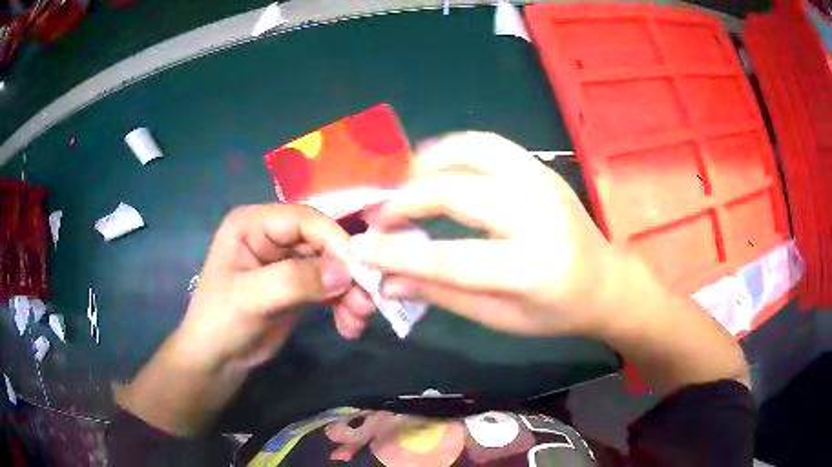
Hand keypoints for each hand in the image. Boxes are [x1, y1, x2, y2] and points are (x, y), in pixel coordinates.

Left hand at [176, 204, 357, 371]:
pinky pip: (330, 287)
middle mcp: (273, 236)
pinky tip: (349, 326)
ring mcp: (287, 261)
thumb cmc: (220, 322)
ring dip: (350, 292)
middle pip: (323, 243)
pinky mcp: (298, 286)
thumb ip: (295, 280)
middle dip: (347, 272)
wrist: (216, 361)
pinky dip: (343, 304)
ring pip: (331, 266)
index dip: (334, 240)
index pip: (304, 219)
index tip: (359, 272)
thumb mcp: (251, 298)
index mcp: (254, 224)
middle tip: (366, 302)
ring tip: (358, 320)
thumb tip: (346, 272)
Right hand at [349, 132, 631, 337]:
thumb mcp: (499, 318)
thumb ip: (442, 295)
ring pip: (472, 151)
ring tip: (404, 185)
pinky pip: (489, 144)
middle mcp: (538, 216)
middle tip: (379, 218)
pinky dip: (453, 148)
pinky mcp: (541, 168)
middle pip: (456, 194)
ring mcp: (542, 183)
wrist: (605, 282)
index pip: (450, 259)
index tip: (361, 248)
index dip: (397, 254)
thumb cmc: (555, 311)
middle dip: (405, 202)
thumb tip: (387, 280)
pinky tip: (435, 166)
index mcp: (532, 270)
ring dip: (427, 164)